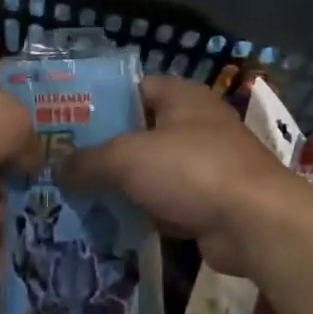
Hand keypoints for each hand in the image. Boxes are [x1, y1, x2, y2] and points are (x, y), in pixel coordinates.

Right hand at [62, 75, 303, 277]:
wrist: (255, 224)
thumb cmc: (191, 170)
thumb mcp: (127, 158)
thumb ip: (87, 161)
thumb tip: (57, 170)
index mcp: (181, 97)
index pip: (132, 89)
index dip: (99, 103)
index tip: (66, 124)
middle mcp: (195, 124)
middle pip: (138, 133)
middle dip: (103, 151)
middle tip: (63, 166)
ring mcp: (205, 165)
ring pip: (150, 172)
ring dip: (120, 186)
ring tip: (76, 197)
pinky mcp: (208, 202)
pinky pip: (164, 203)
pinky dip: (141, 213)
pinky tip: (109, 224)